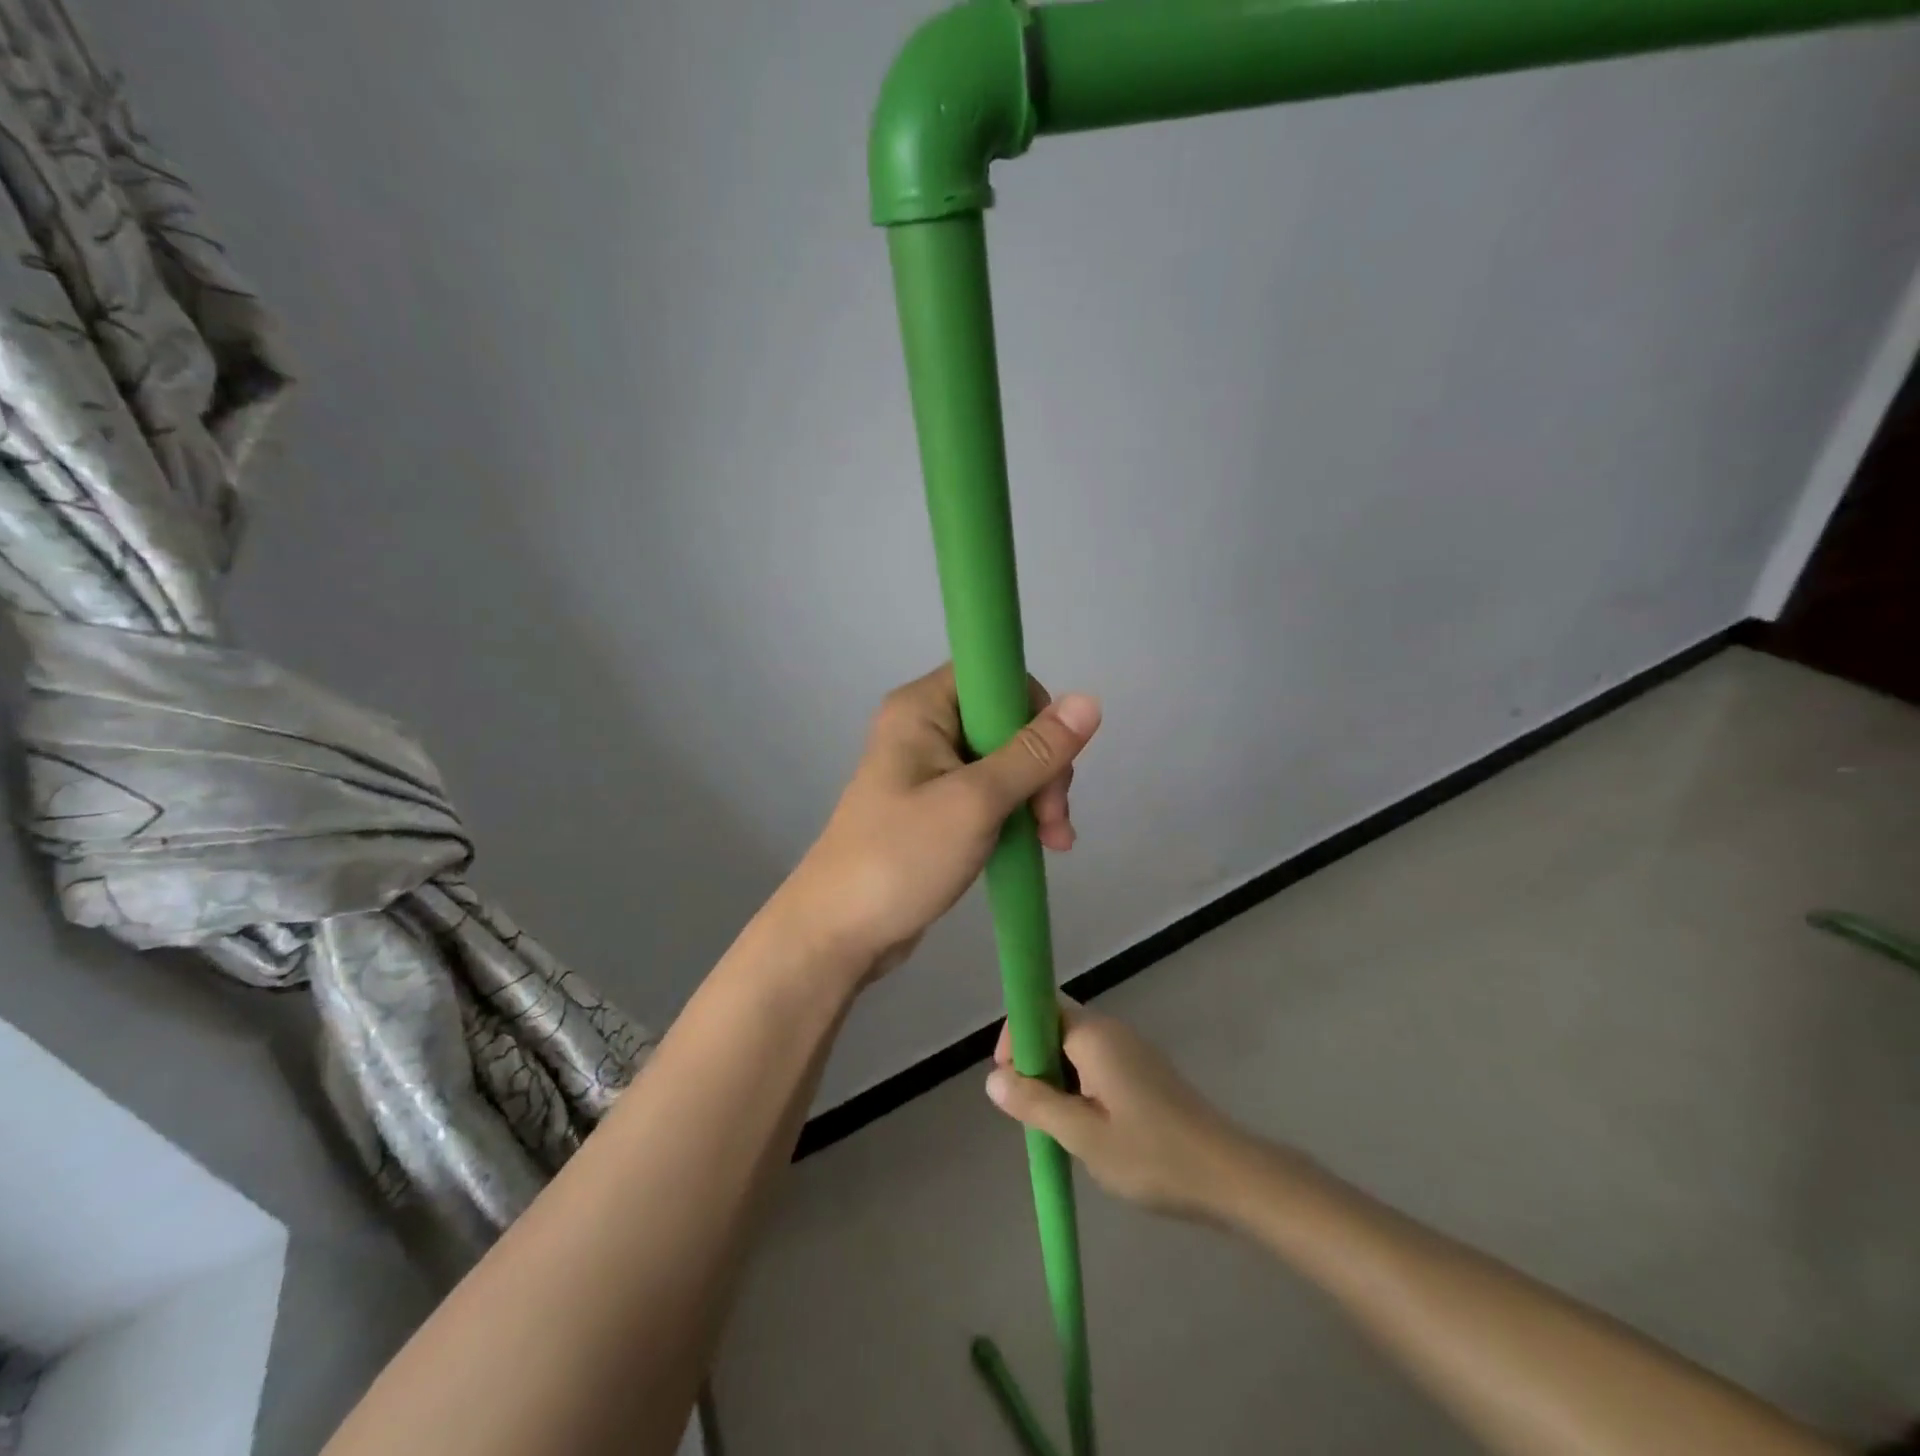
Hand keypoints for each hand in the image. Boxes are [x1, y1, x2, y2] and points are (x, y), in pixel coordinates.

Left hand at [781, 664, 1100, 978]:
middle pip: (1006, 722)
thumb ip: (1034, 753)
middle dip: (1042, 768)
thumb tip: (1088, 701)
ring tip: (1052, 843)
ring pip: (1005, 762)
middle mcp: (924, 728)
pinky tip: (1041, 845)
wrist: (840, 933)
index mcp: (921, 708)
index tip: (1052, 761)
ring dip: (1037, 797)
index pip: (994, 676)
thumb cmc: (902, 858)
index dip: (1033, 711)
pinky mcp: (936, 807)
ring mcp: (930, 770)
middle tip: (1052, 819)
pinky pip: (991, 794)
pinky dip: (1018, 815)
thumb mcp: (976, 802)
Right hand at [986, 999, 1252, 1220]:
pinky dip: (1080, 1088)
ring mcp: (1132, 1050)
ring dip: (1057, 1080)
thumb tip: (992, 1079)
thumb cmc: (1151, 1154)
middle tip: (1032, 1114)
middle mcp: (1111, 1031)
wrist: (1229, 1175)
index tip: (1010, 1081)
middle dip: (1034, 1064)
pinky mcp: (1145, 1073)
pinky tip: (1089, 1130)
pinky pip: (1097, 1066)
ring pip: (1075, 1051)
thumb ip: (1035, 1103)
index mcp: (1094, 1036)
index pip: (1040, 1007)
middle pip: (1056, 1028)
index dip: (1016, 1037)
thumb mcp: (1082, 1136)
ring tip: (1059, 1129)